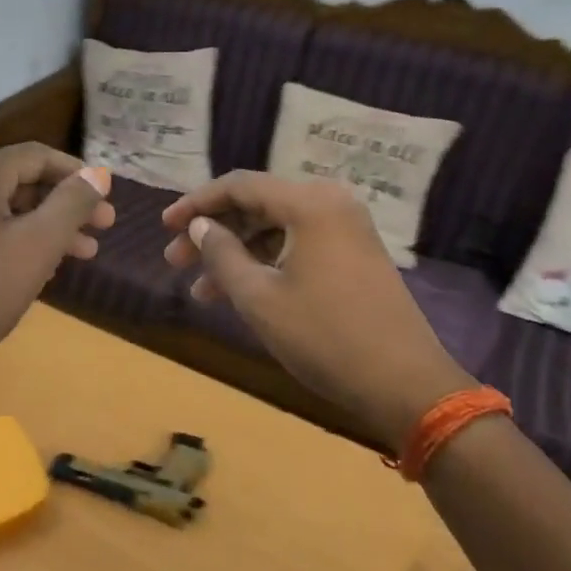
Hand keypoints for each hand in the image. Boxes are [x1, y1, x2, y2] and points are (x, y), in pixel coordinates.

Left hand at [0, 145, 113, 403]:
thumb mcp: (36, 245)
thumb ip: (71, 204)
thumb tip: (99, 174)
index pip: (35, 155)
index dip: (76, 171)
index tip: (107, 195)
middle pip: (23, 182)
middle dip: (67, 203)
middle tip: (105, 226)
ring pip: (9, 212)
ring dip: (50, 228)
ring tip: (87, 253)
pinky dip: (24, 244)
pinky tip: (48, 269)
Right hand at [161, 173, 472, 447]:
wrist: (405, 384)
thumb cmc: (324, 337)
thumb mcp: (259, 297)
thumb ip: (221, 254)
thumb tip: (199, 226)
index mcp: (310, 204)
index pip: (239, 186)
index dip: (196, 203)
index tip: (165, 227)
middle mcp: (331, 204)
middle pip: (257, 205)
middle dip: (213, 233)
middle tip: (175, 262)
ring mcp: (347, 230)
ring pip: (275, 230)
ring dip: (235, 254)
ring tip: (200, 290)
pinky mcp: (354, 256)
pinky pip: (297, 246)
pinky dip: (265, 264)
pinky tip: (238, 293)